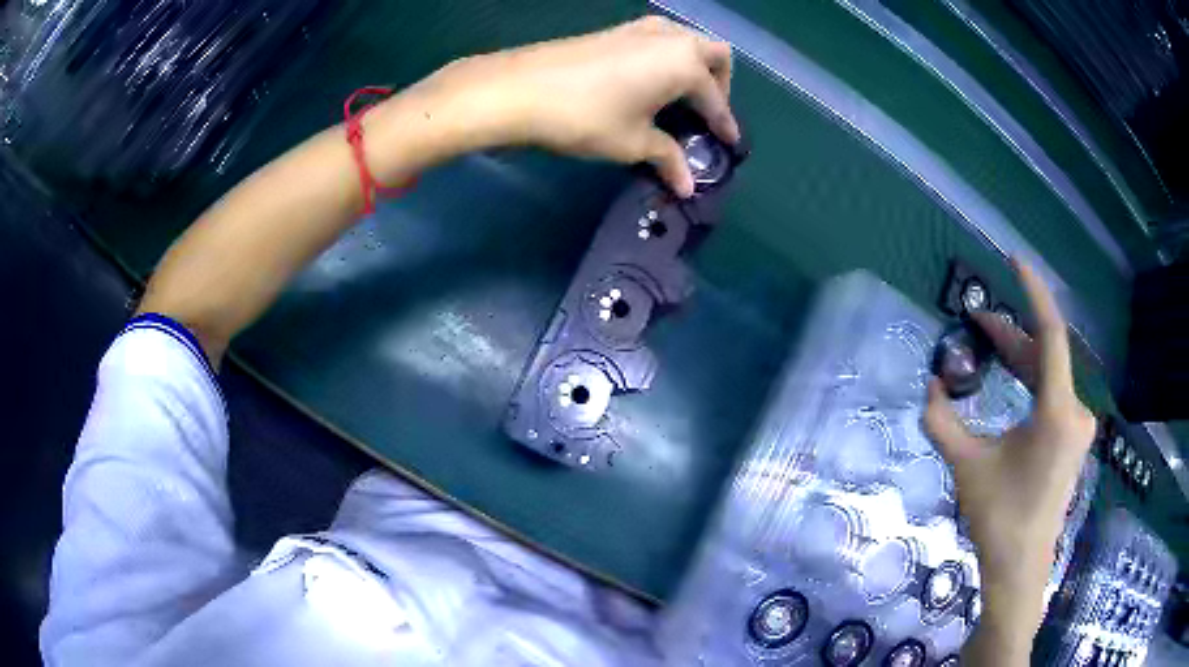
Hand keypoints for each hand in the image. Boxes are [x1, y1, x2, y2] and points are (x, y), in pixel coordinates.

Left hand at [404, 16, 739, 196]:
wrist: (519, 89)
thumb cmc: (586, 117)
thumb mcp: (633, 143)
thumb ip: (667, 157)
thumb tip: (687, 185)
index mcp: (685, 64)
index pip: (715, 99)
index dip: (724, 124)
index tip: (729, 143)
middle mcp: (671, 39)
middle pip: (713, 55)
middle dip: (718, 84)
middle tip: (705, 113)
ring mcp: (640, 29)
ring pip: (685, 40)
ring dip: (693, 65)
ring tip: (679, 96)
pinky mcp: (614, 30)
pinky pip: (658, 40)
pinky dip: (666, 58)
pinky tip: (648, 82)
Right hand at [923, 261, 1095, 655]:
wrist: (1020, 564)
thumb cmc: (998, 517)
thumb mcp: (966, 466)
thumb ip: (942, 423)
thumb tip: (929, 387)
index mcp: (1057, 412)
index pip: (1051, 335)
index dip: (1034, 293)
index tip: (1014, 261)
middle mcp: (1076, 410)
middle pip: (1046, 353)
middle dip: (1012, 331)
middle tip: (977, 317)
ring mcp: (1078, 424)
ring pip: (1049, 373)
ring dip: (1020, 355)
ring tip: (988, 341)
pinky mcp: (1073, 437)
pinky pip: (1053, 392)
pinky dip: (1030, 378)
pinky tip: (1011, 377)